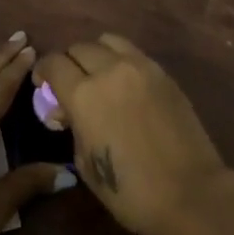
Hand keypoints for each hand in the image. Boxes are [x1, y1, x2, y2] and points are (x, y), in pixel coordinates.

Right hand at [32, 33, 232, 234]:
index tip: (43, 85)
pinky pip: (133, 53)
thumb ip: (73, 127)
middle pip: (79, 47)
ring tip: (98, 76)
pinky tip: (124, 84)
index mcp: (84, 94)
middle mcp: (110, 70)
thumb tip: (67, 111)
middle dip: (68, 63)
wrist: (190, 194)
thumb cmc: (130, 191)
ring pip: (108, 41)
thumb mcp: (85, 163)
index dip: (43, 71)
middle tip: (70, 84)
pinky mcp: (164, 73)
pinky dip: (121, 60)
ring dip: (96, 54)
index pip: (54, 63)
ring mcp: (141, 67)